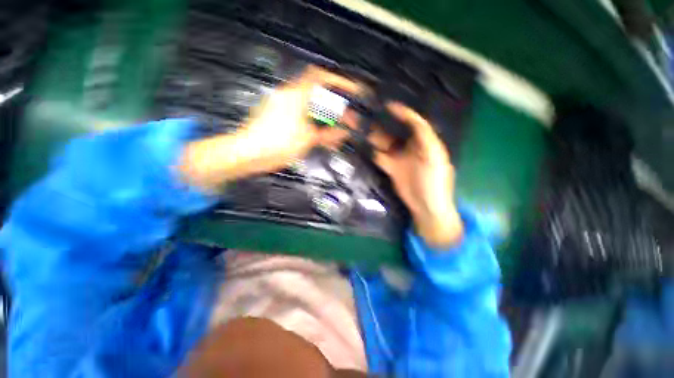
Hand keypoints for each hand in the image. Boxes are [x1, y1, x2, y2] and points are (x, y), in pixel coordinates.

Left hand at [180, 66, 361, 189]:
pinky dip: (314, 123)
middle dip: (335, 107)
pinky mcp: (278, 116)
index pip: (320, 77)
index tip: (352, 90)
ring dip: (326, 117)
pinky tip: (321, 135)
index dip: (338, 81)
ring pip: (311, 107)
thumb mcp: (307, 140)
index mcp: (296, 95)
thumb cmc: (278, 144)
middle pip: (318, 96)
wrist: (248, 154)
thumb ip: (328, 135)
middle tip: (348, 120)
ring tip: (337, 131)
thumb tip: (344, 133)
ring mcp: (282, 105)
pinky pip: (302, 115)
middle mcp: (289, 95)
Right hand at [369, 103, 462, 248]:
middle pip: (394, 131)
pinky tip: (362, 145)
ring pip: (384, 143)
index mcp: (424, 142)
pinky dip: (372, 151)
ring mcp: (399, 157)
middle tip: (366, 114)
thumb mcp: (435, 157)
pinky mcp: (391, 168)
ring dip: (373, 135)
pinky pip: (379, 157)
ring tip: (359, 127)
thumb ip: (425, 138)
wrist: (426, 206)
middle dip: (381, 122)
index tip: (388, 105)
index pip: (414, 122)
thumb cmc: (435, 182)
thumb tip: (415, 120)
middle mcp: (410, 147)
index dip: (403, 113)